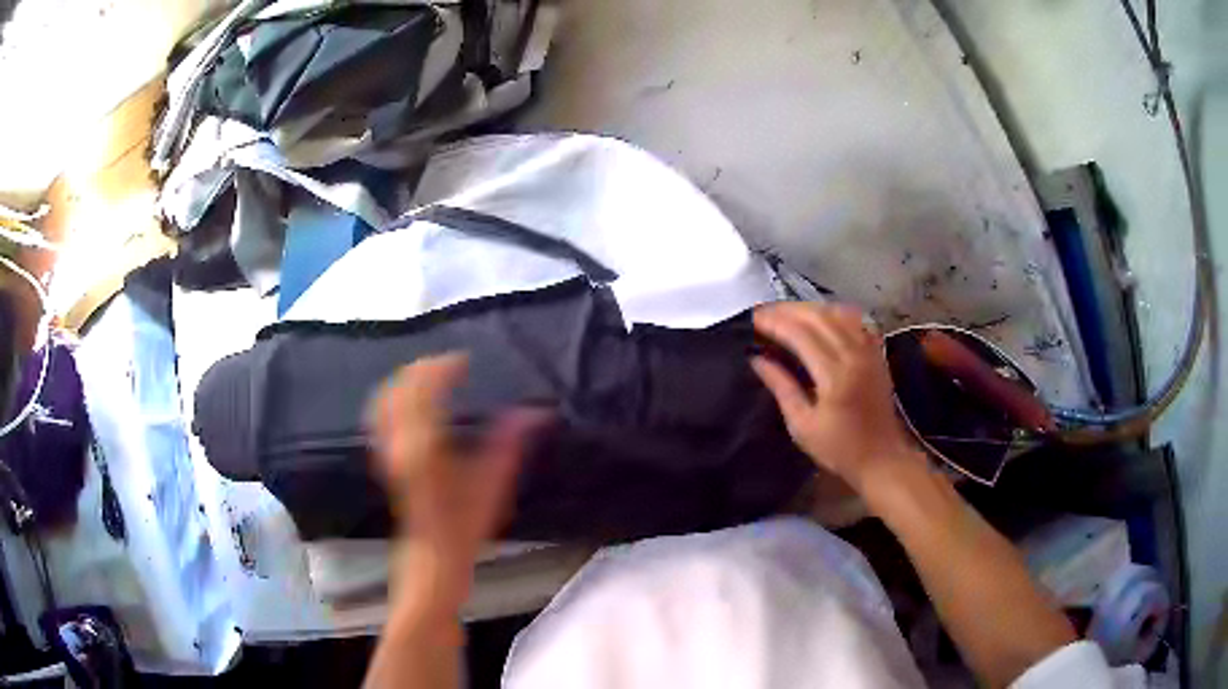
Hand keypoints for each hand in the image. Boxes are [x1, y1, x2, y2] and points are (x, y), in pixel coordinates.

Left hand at [369, 354, 543, 601]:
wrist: (435, 553)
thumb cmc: (466, 521)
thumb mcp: (493, 480)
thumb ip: (510, 440)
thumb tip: (537, 411)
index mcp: (425, 444)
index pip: (426, 389)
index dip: (444, 368)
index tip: (464, 361)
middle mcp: (400, 441)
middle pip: (402, 388)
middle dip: (424, 369)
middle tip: (451, 364)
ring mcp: (388, 450)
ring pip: (386, 399)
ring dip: (406, 381)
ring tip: (430, 375)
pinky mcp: (386, 458)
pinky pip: (380, 416)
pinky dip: (393, 398)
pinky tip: (410, 400)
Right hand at [751, 303, 924, 492]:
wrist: (882, 457)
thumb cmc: (839, 448)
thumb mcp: (802, 426)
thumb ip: (781, 387)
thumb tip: (757, 359)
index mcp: (835, 375)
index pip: (800, 334)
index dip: (775, 322)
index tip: (753, 319)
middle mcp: (854, 354)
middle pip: (818, 316)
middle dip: (788, 310)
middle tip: (764, 313)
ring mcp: (869, 350)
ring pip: (837, 313)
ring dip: (809, 308)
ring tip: (786, 313)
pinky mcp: (876, 352)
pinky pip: (854, 320)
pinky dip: (833, 313)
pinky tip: (819, 317)